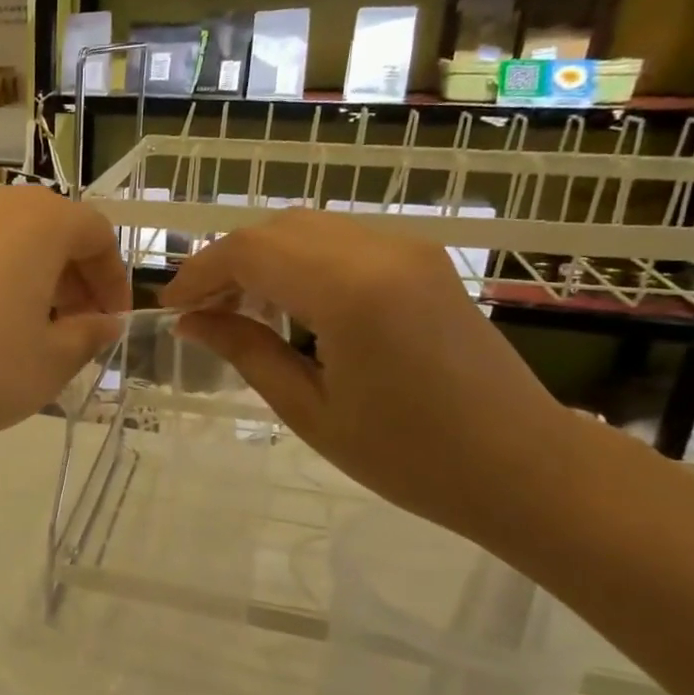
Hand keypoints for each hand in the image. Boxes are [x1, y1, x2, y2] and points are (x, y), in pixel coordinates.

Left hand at [0, 181, 128, 457]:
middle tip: (69, 327)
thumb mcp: (46, 366)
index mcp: (37, 221)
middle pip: (45, 230)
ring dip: (20, 279)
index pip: (95, 234)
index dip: (113, 279)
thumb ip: (86, 338)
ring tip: (15, 331)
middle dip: (68, 278)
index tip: (111, 321)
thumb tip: (104, 323)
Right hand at [159, 209, 571, 540]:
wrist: (522, 465)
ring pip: (307, 229)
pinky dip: (298, 262)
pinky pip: (341, 242)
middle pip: (276, 229)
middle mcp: (381, 251)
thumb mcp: (309, 409)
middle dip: (226, 263)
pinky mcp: (422, 260)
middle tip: (200, 313)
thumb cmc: (409, 456)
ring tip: (238, 313)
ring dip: (262, 260)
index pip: (250, 252)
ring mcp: (408, 249)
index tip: (170, 309)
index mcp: (351, 292)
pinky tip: (288, 307)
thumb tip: (190, 321)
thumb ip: (245, 351)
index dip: (199, 273)